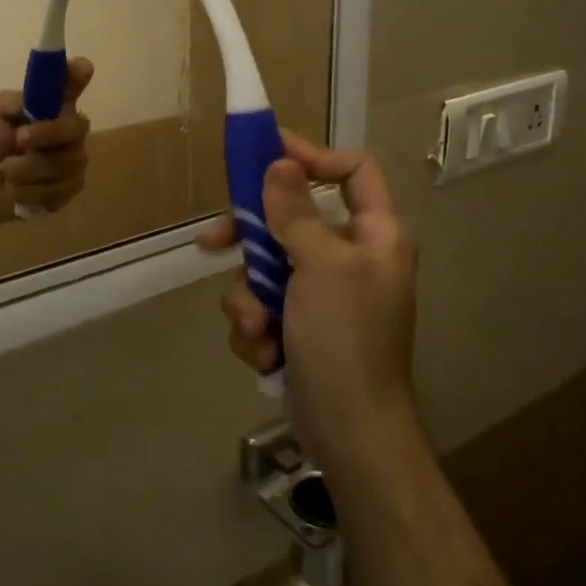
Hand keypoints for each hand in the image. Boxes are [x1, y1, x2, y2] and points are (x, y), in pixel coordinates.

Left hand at [0, 58, 93, 226]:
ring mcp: (75, 158)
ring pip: (65, 162)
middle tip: (19, 139)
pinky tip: (15, 189)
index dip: (79, 74)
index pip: (74, 82)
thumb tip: (33, 98)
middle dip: (47, 133)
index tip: (82, 68)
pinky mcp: (72, 187)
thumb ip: (15, 103)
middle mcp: (71, 128)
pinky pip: (59, 188)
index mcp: (53, 104)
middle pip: (77, 126)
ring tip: (5, 170)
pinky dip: (30, 190)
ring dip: (28, 167)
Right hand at [196, 132, 417, 473]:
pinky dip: (254, 326)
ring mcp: (321, 294)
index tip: (267, 154)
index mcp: (373, 235)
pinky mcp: (296, 325)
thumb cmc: (345, 339)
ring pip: (264, 267)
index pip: (353, 171)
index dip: (313, 156)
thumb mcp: (321, 266)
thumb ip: (296, 211)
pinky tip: (262, 352)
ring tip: (256, 328)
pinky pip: (261, 304)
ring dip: (249, 298)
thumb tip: (280, 162)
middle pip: (290, 219)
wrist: (348, 431)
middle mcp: (348, 258)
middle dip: (250, 239)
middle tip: (212, 240)